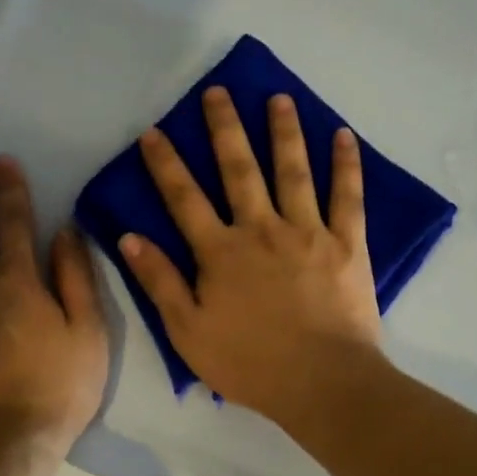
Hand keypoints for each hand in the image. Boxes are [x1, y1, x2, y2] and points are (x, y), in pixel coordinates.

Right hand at [118, 87, 383, 421]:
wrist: (322, 383)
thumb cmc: (249, 363)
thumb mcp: (188, 331)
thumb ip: (160, 282)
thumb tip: (129, 238)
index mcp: (221, 252)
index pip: (184, 198)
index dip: (166, 164)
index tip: (153, 132)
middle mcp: (262, 229)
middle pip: (239, 169)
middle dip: (225, 128)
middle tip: (217, 92)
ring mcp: (308, 232)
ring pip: (294, 171)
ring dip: (283, 131)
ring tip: (277, 98)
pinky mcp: (347, 244)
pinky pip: (347, 197)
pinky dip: (346, 165)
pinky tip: (343, 135)